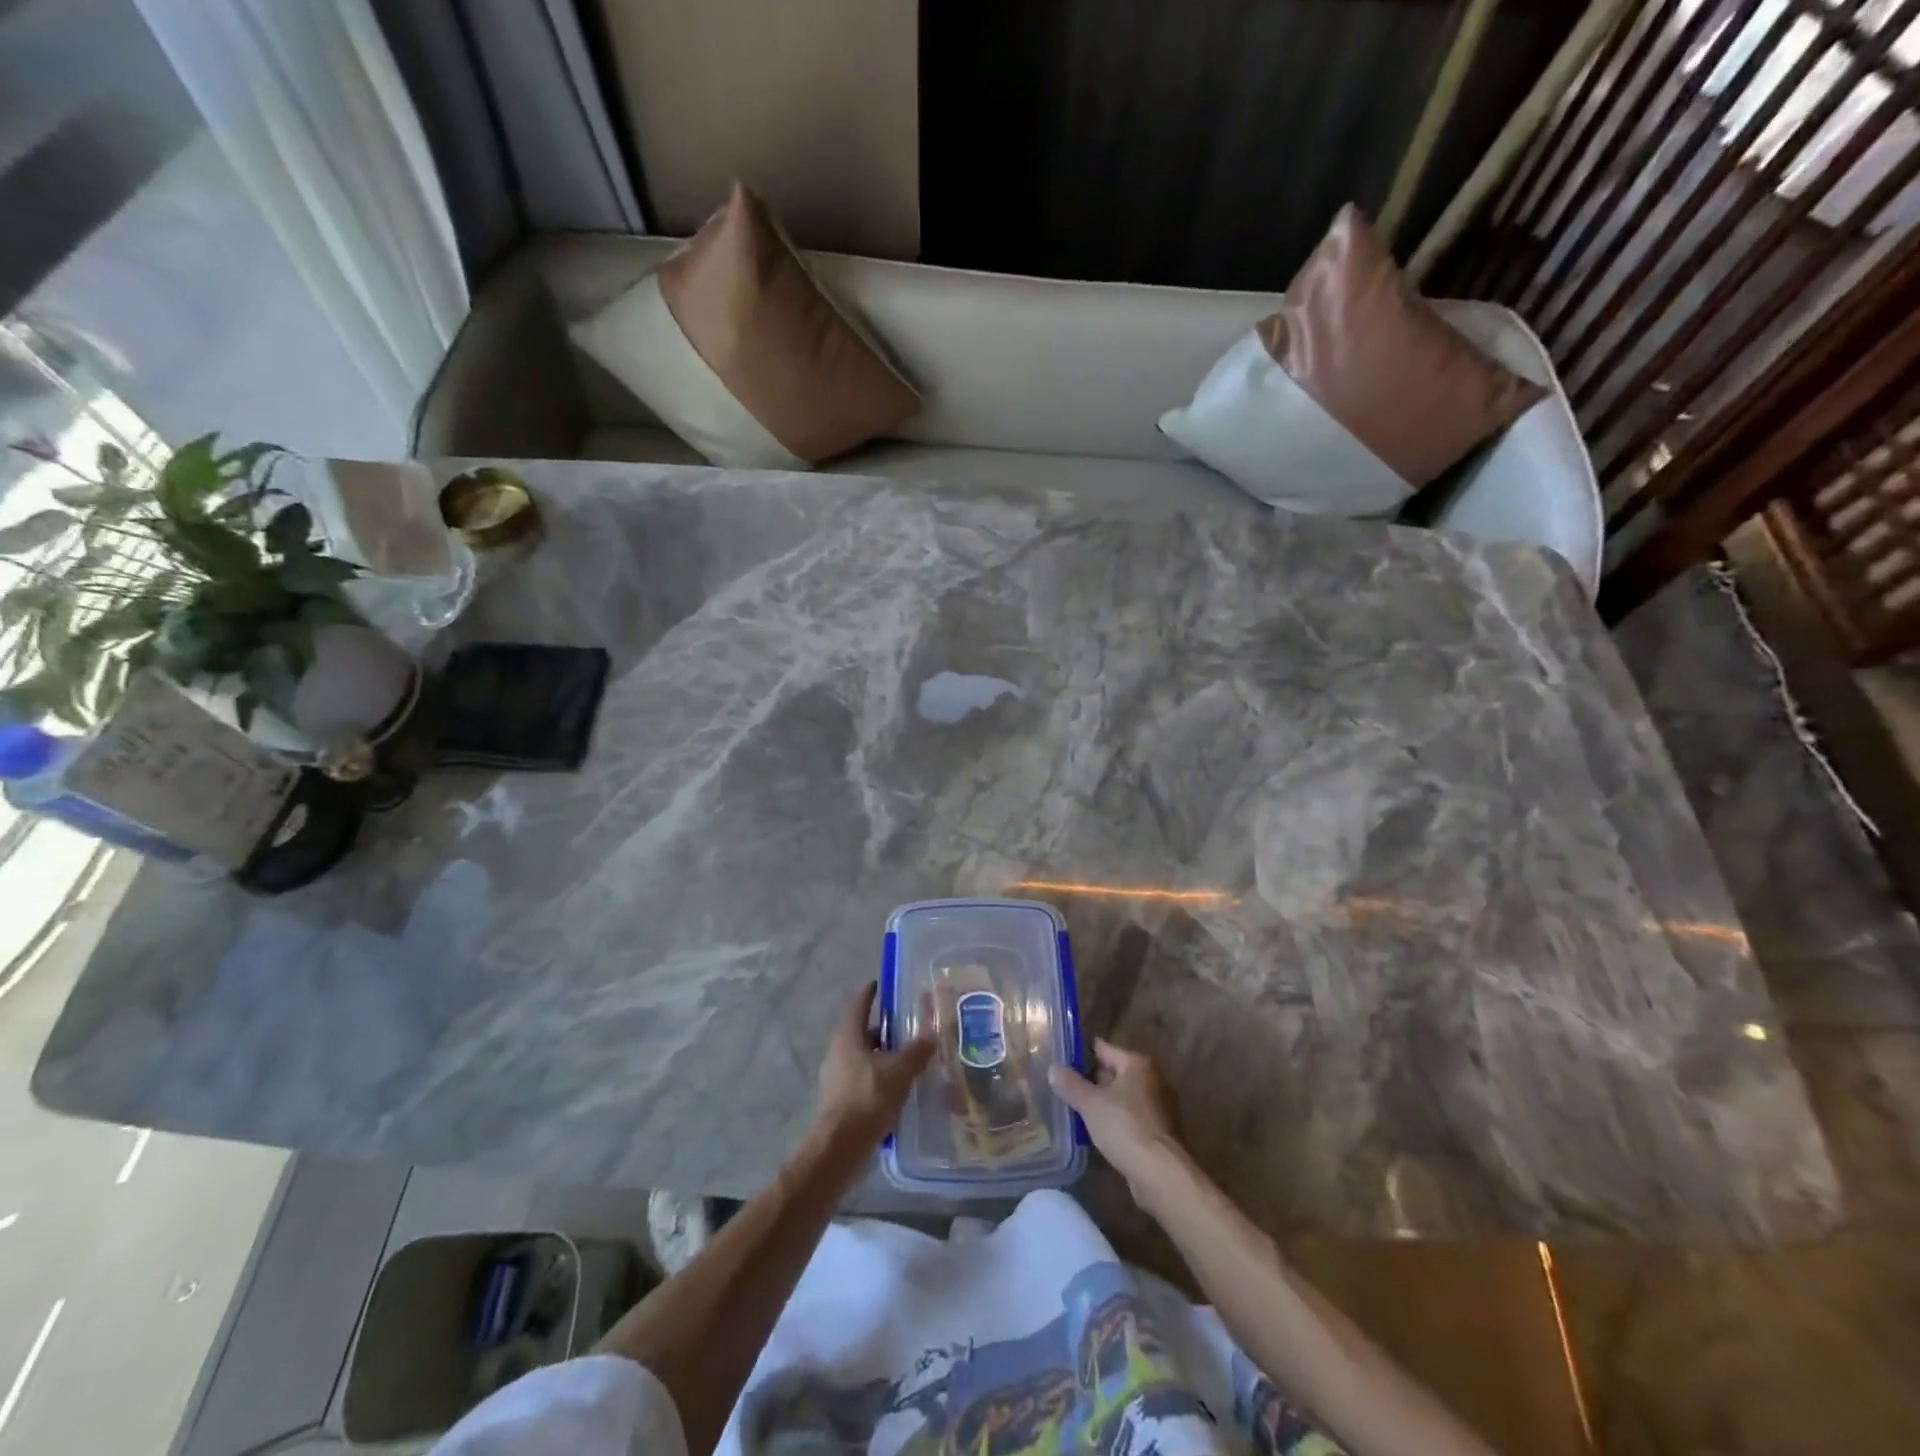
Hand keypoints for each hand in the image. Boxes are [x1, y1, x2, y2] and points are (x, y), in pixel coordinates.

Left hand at [814, 982, 935, 1151]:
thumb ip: (916, 1052)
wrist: (839, 1148)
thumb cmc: (867, 1099)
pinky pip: (862, 1079)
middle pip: (861, 1033)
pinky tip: (897, 1088)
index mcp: (848, 1038)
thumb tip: (931, 1034)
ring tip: (907, 1059)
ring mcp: (836, 1078)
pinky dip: (878, 1077)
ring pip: (862, 1058)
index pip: (858, 1005)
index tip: (879, 983)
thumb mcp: (899, 1072)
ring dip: (882, 1056)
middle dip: (883, 1029)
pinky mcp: (840, 1100)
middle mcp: (838, 1053)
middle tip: (906, 1027)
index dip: (869, 993)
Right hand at [1048, 1039, 1185, 1202]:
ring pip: (1122, 1097)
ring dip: (1103, 1103)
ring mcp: (1159, 1106)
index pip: (1103, 1048)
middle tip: (1064, 1086)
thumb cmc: (1125, 1128)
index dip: (1081, 1053)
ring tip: (1075, 1109)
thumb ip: (1070, 1084)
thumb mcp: (1090, 1103)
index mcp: (1137, 1063)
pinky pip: (1130, 1117)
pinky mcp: (1160, 1131)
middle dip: (1091, 1080)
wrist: (1161, 1174)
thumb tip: (1053, 1068)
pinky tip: (1097, 1131)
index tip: (1061, 1060)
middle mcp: (1152, 1078)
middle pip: (1114, 1072)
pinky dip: (1115, 1121)